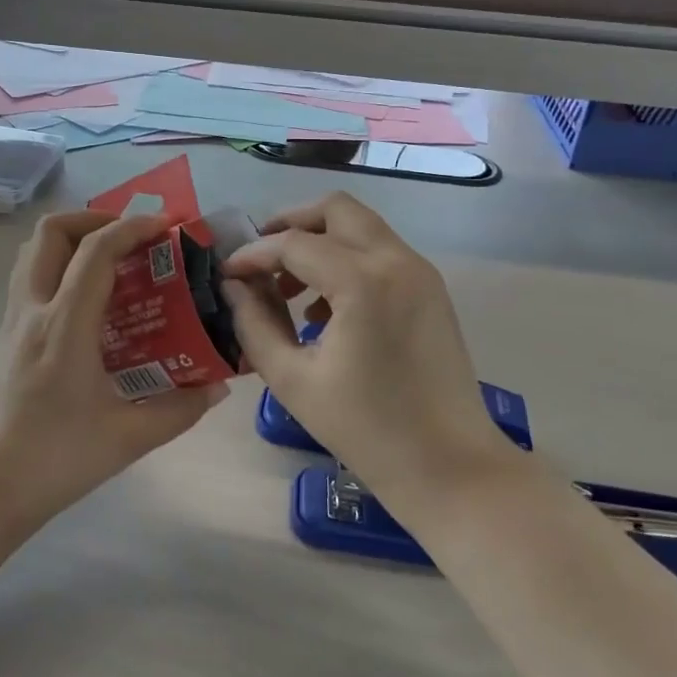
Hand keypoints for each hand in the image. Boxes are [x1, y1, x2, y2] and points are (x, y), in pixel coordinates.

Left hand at [0, 210, 225, 530]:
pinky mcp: (1, 341)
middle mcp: (32, 311)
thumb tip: (215, 389)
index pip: (96, 251)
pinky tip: (84, 309)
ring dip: (69, 241)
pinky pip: (27, 282)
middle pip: (50, 232)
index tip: (164, 226)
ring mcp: (10, 323)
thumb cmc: (54, 458)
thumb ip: (178, 410)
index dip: (132, 228)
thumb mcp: (127, 438)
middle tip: (129, 238)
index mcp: (64, 325)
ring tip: (107, 262)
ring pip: (30, 253)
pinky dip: (56, 271)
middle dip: (93, 219)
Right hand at [221, 192, 506, 502]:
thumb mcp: (291, 380)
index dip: (253, 254)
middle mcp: (395, 261)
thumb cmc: (366, 429)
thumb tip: (234, 287)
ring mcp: (419, 272)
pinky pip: (380, 251)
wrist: (450, 466)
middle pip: (335, 210)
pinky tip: (324, 308)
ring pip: (360, 226)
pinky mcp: (430, 289)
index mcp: (362, 281)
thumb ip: (254, 324)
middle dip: (291, 224)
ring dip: (320, 242)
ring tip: (288, 288)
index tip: (227, 274)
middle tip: (261, 259)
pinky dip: (346, 259)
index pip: (293, 244)